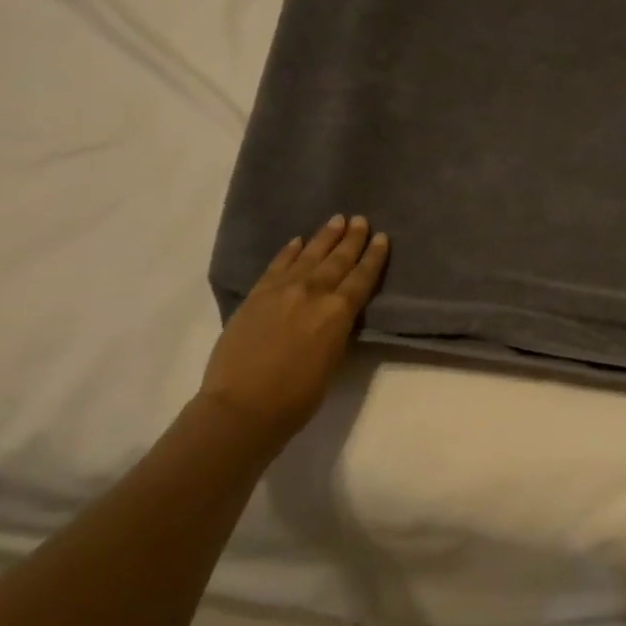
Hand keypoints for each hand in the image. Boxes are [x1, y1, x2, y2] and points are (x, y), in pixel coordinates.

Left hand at [200, 215, 389, 436]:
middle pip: (337, 260)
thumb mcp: (334, 360)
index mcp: (338, 312)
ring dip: (324, 237)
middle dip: (352, 239)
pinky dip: (289, 251)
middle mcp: (313, 293)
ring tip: (336, 220)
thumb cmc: (299, 395)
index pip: (362, 277)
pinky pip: (277, 265)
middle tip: (360, 220)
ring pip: (308, 255)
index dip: (374, 256)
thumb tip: (339, 311)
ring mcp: (281, 290)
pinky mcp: (256, 295)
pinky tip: (297, 241)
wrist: (243, 405)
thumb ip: (339, 328)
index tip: (382, 238)